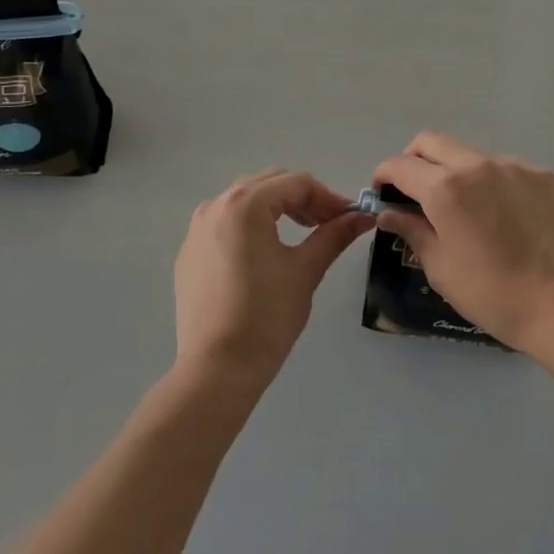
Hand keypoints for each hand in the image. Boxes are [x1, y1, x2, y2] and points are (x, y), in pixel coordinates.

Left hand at [174, 169, 374, 386]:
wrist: (217, 370)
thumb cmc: (267, 315)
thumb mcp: (306, 270)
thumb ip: (334, 235)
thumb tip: (364, 217)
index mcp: (245, 204)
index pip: (297, 183)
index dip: (328, 197)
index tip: (349, 218)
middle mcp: (216, 205)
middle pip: (269, 184)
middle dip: (303, 200)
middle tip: (328, 224)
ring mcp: (197, 229)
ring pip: (245, 200)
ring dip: (276, 208)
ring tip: (300, 234)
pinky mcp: (189, 252)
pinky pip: (225, 223)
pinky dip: (250, 226)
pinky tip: (265, 253)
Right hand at [372, 133, 553, 351]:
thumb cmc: (491, 293)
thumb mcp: (440, 267)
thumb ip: (411, 230)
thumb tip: (388, 213)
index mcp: (445, 188)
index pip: (400, 165)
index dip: (384, 175)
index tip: (382, 193)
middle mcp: (477, 164)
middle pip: (431, 142)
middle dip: (413, 159)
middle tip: (413, 189)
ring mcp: (512, 165)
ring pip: (468, 152)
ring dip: (453, 169)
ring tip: (461, 205)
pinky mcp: (539, 173)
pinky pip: (501, 165)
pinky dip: (487, 179)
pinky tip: (497, 212)